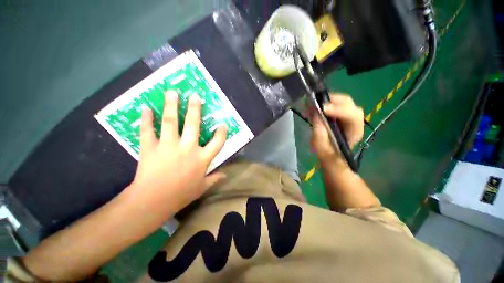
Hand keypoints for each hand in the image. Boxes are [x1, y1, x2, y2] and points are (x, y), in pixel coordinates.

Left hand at [128, 91, 227, 213]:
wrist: (153, 201)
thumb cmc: (181, 194)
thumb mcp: (202, 187)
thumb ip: (214, 179)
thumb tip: (225, 175)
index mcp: (201, 158)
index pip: (217, 142)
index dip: (222, 132)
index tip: (223, 124)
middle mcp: (187, 148)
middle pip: (193, 125)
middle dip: (195, 109)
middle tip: (195, 96)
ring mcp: (168, 146)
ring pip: (171, 122)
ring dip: (171, 106)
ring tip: (172, 93)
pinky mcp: (150, 148)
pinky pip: (147, 131)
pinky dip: (146, 119)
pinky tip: (145, 108)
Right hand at [310, 93, 363, 162]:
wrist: (330, 155)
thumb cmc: (328, 154)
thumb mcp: (322, 147)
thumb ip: (319, 132)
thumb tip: (314, 113)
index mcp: (354, 132)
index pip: (353, 116)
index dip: (339, 110)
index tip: (322, 109)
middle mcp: (353, 121)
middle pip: (348, 104)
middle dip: (331, 101)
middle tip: (314, 102)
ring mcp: (346, 115)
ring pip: (341, 101)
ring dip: (325, 100)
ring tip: (310, 104)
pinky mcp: (338, 114)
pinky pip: (333, 103)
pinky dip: (322, 102)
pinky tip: (312, 105)